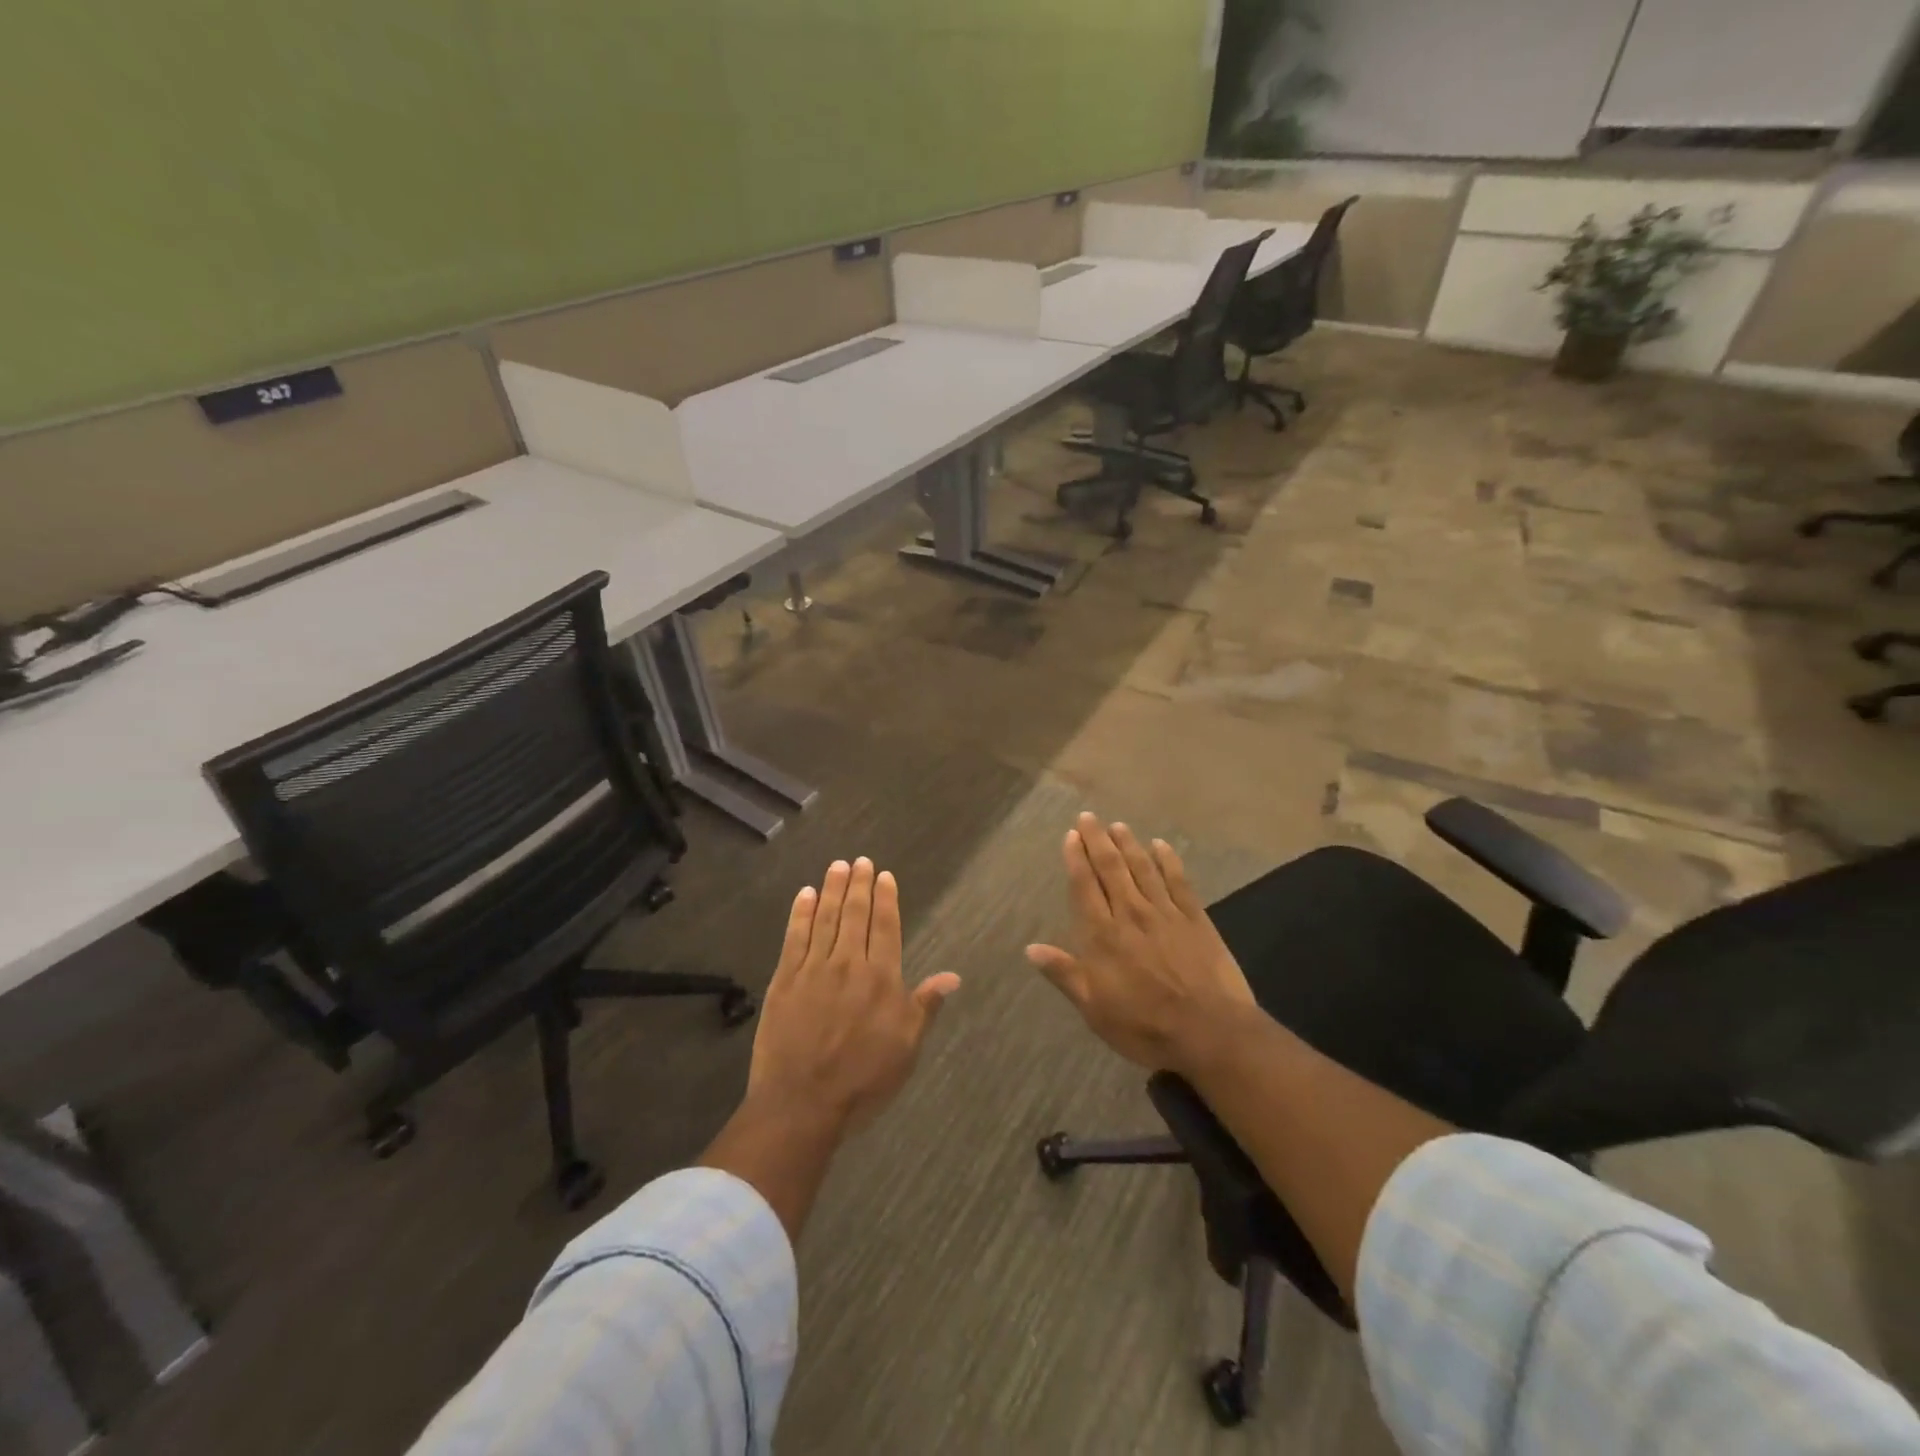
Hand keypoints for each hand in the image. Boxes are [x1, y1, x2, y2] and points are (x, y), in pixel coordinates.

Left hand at [748, 857, 959, 1135]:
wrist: (802, 1103)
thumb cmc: (863, 1079)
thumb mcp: (906, 1048)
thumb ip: (925, 1006)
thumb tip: (952, 976)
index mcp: (881, 978)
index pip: (885, 926)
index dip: (885, 899)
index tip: (884, 876)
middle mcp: (848, 964)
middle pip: (855, 914)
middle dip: (859, 884)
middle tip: (860, 860)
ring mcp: (813, 969)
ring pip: (826, 918)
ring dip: (832, 889)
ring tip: (837, 866)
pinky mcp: (784, 980)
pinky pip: (794, 937)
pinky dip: (801, 913)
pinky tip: (806, 895)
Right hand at [1027, 814, 1254, 1073]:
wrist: (1210, 1032)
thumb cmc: (1145, 1026)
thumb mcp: (1094, 1009)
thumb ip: (1065, 974)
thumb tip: (1031, 948)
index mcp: (1102, 936)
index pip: (1085, 887)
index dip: (1076, 859)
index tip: (1071, 836)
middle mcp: (1131, 914)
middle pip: (1111, 868)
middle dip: (1098, 840)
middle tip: (1089, 817)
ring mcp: (1165, 913)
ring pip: (1143, 868)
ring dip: (1129, 844)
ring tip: (1118, 825)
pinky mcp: (1196, 919)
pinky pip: (1178, 881)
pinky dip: (1168, 860)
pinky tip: (1161, 846)